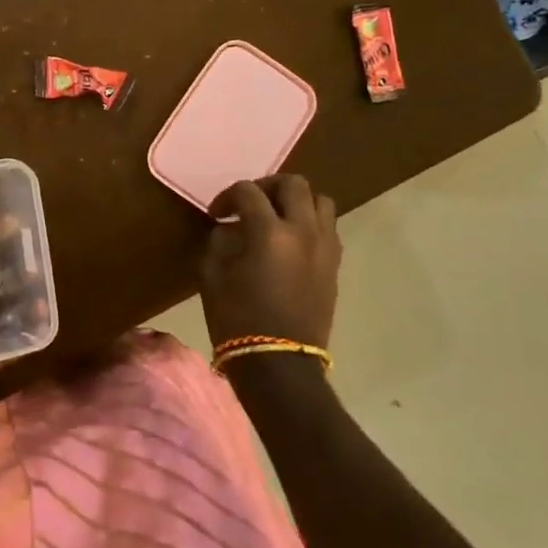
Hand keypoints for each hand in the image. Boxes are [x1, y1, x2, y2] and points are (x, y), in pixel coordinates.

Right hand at [199, 176, 340, 351]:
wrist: (279, 364)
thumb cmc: (237, 320)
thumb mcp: (213, 276)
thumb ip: (220, 241)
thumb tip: (230, 228)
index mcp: (269, 232)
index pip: (248, 191)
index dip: (227, 196)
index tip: (217, 214)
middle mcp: (303, 231)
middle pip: (293, 184)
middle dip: (267, 185)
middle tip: (249, 203)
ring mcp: (325, 247)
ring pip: (320, 201)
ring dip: (296, 201)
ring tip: (276, 217)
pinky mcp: (334, 265)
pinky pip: (327, 227)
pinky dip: (309, 223)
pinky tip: (290, 241)